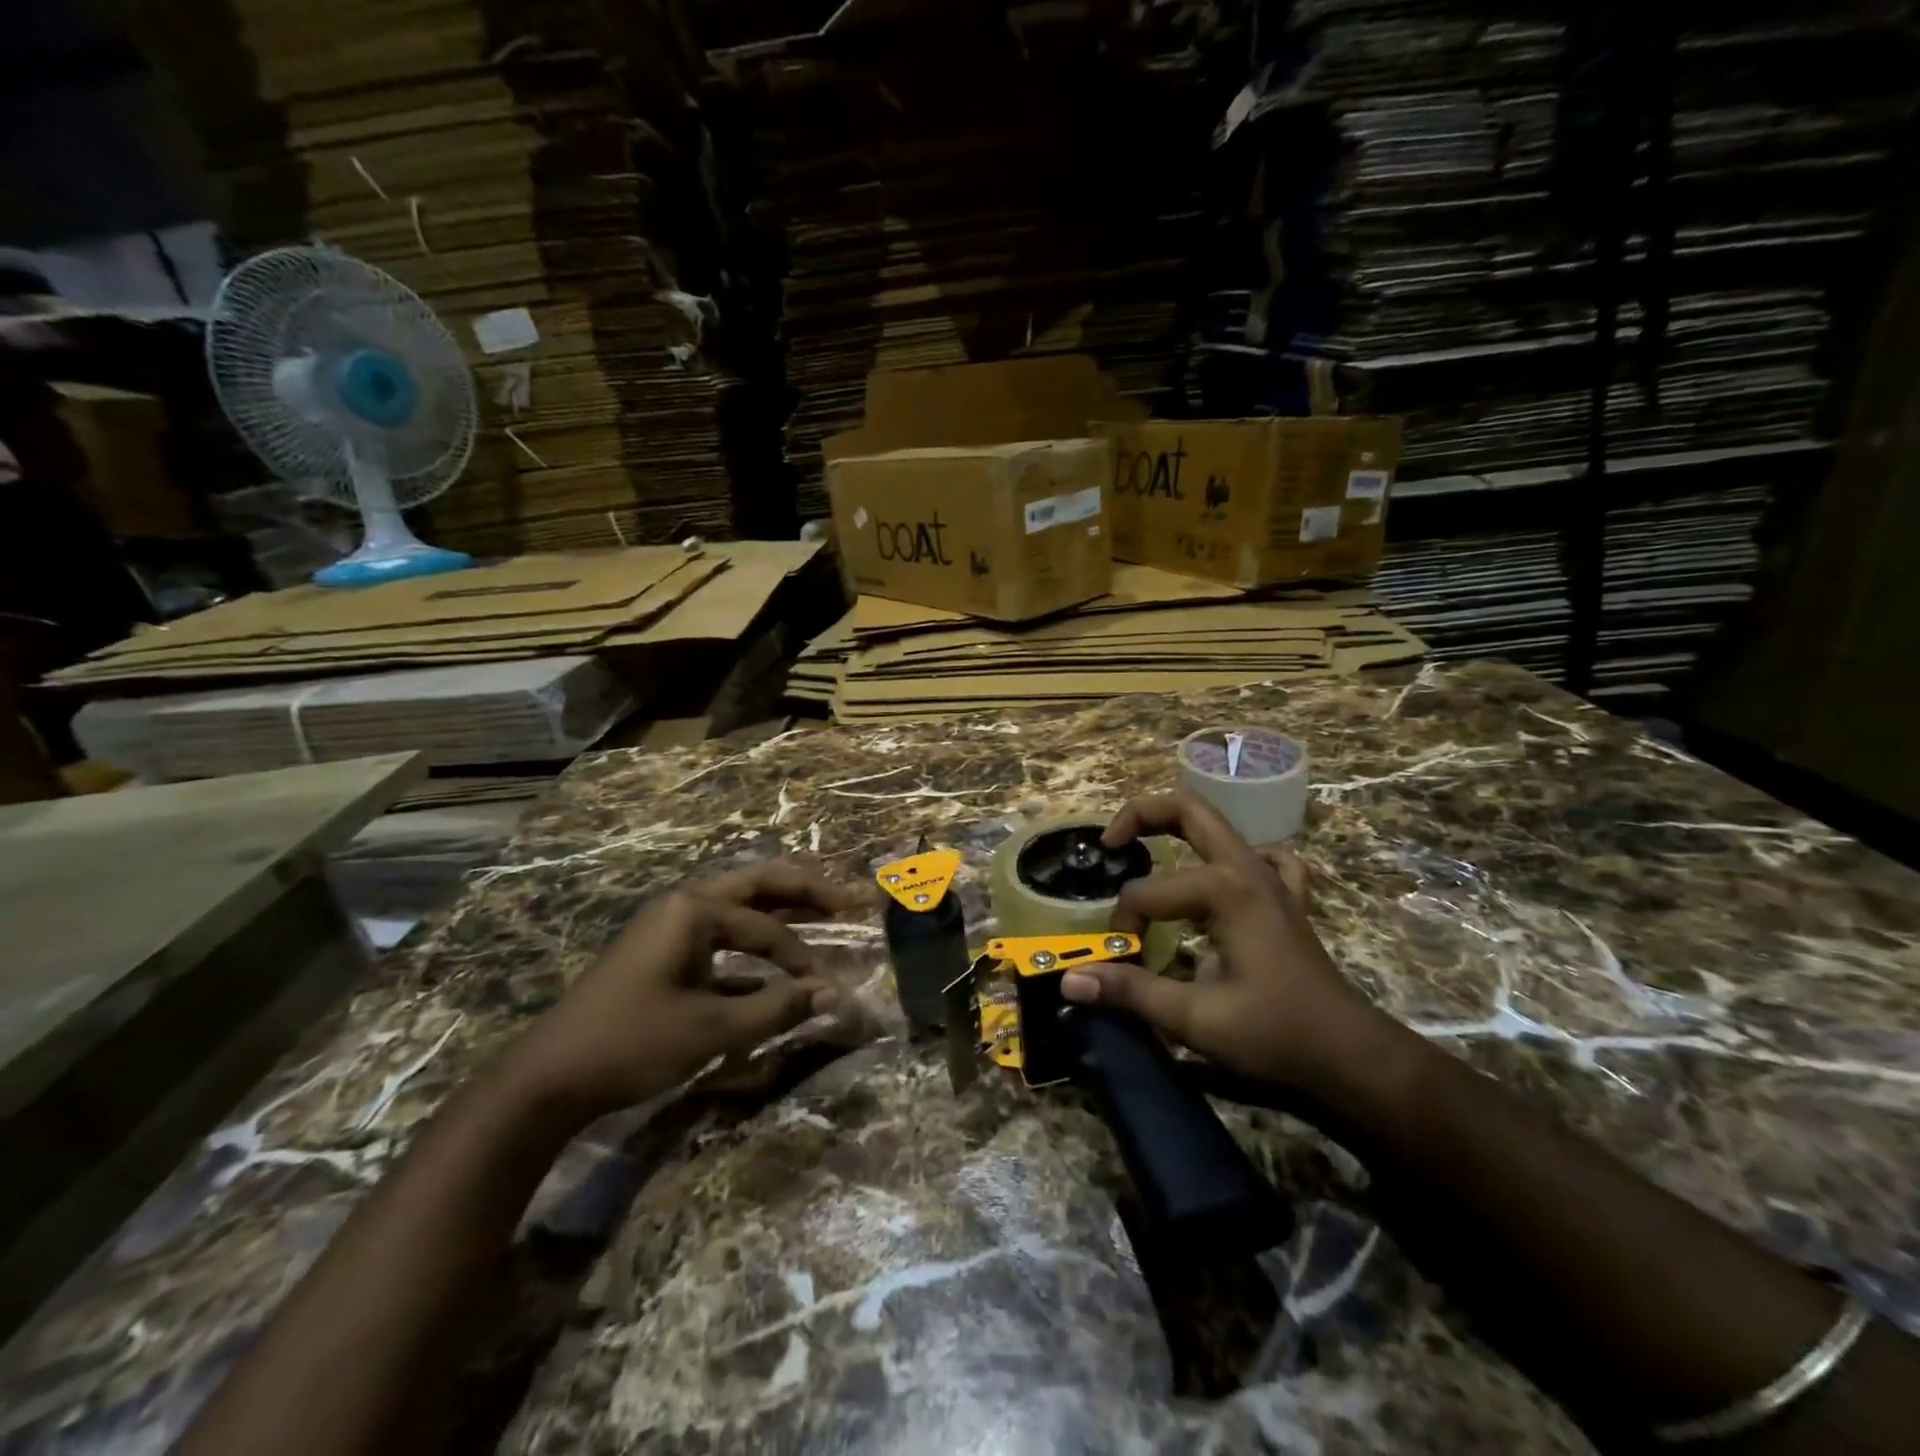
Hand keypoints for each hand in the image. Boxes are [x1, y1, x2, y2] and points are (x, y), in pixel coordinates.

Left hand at [509, 859, 868, 1117]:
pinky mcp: (660, 954)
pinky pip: (718, 936)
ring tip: (822, 912)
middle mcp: (683, 905)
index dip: (800, 957)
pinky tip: (771, 967)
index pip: (765, 927)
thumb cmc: (633, 1043)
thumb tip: (835, 994)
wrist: (547, 1078)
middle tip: (848, 896)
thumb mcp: (712, 1029)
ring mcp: (668, 927)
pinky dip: (750, 945)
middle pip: (756, 885)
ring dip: (779, 912)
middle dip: (804, 891)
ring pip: (737, 908)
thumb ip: (778, 1008)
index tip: (827, 986)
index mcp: (694, 910)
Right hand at [1059, 792, 1380, 1089]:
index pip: (1146, 893)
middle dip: (1140, 815)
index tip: (1118, 960)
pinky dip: (1237, 857)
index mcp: (1225, 889)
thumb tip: (1069, 981)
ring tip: (1147, 850)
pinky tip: (1224, 877)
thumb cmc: (1275, 1034)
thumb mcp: (1195, 1018)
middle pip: (1187, 811)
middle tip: (1109, 843)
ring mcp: (1273, 880)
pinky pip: (1264, 857)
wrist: (1350, 1057)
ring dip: (1178, 830)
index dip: (1123, 925)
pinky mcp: (1288, 899)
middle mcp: (1248, 869)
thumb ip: (1130, 992)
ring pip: (1220, 827)